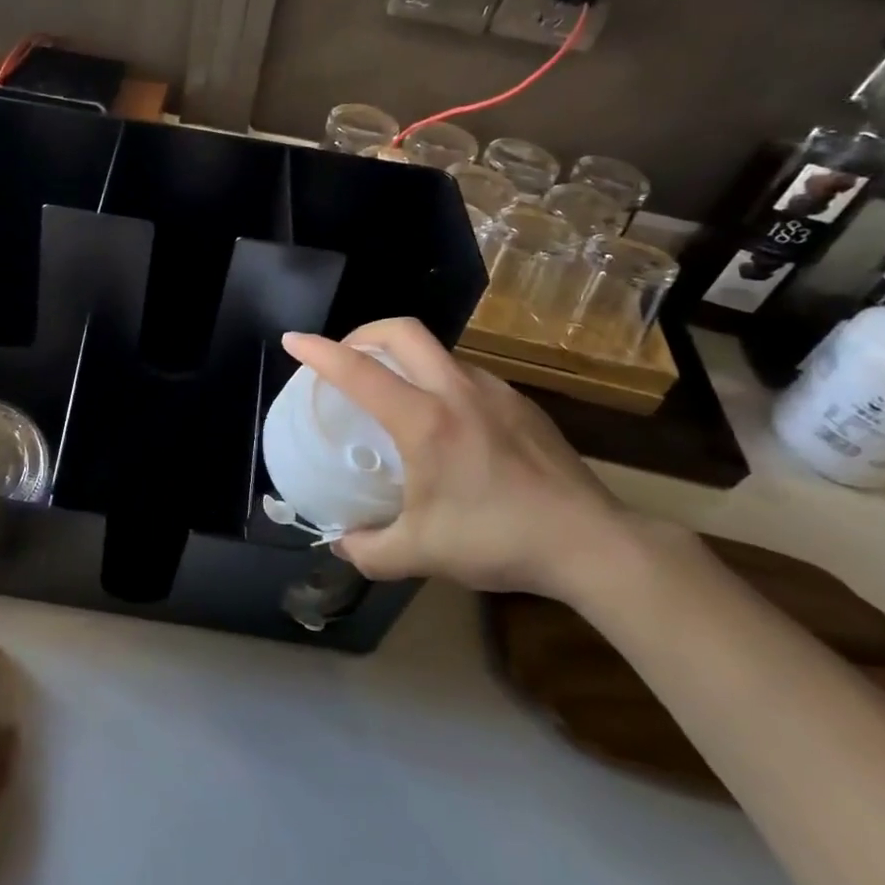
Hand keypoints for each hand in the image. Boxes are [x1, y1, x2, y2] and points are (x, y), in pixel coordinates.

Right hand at [281, 319, 648, 599]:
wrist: (591, 542)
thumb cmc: (497, 540)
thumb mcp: (421, 553)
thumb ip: (369, 549)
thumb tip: (341, 542)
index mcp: (425, 421)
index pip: (359, 371)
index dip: (319, 352)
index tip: (293, 341)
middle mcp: (457, 391)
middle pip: (402, 331)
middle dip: (364, 332)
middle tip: (346, 357)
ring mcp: (494, 391)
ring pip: (437, 350)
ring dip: (404, 356)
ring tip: (393, 390)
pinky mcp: (521, 403)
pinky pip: (465, 373)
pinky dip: (437, 379)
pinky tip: (444, 418)